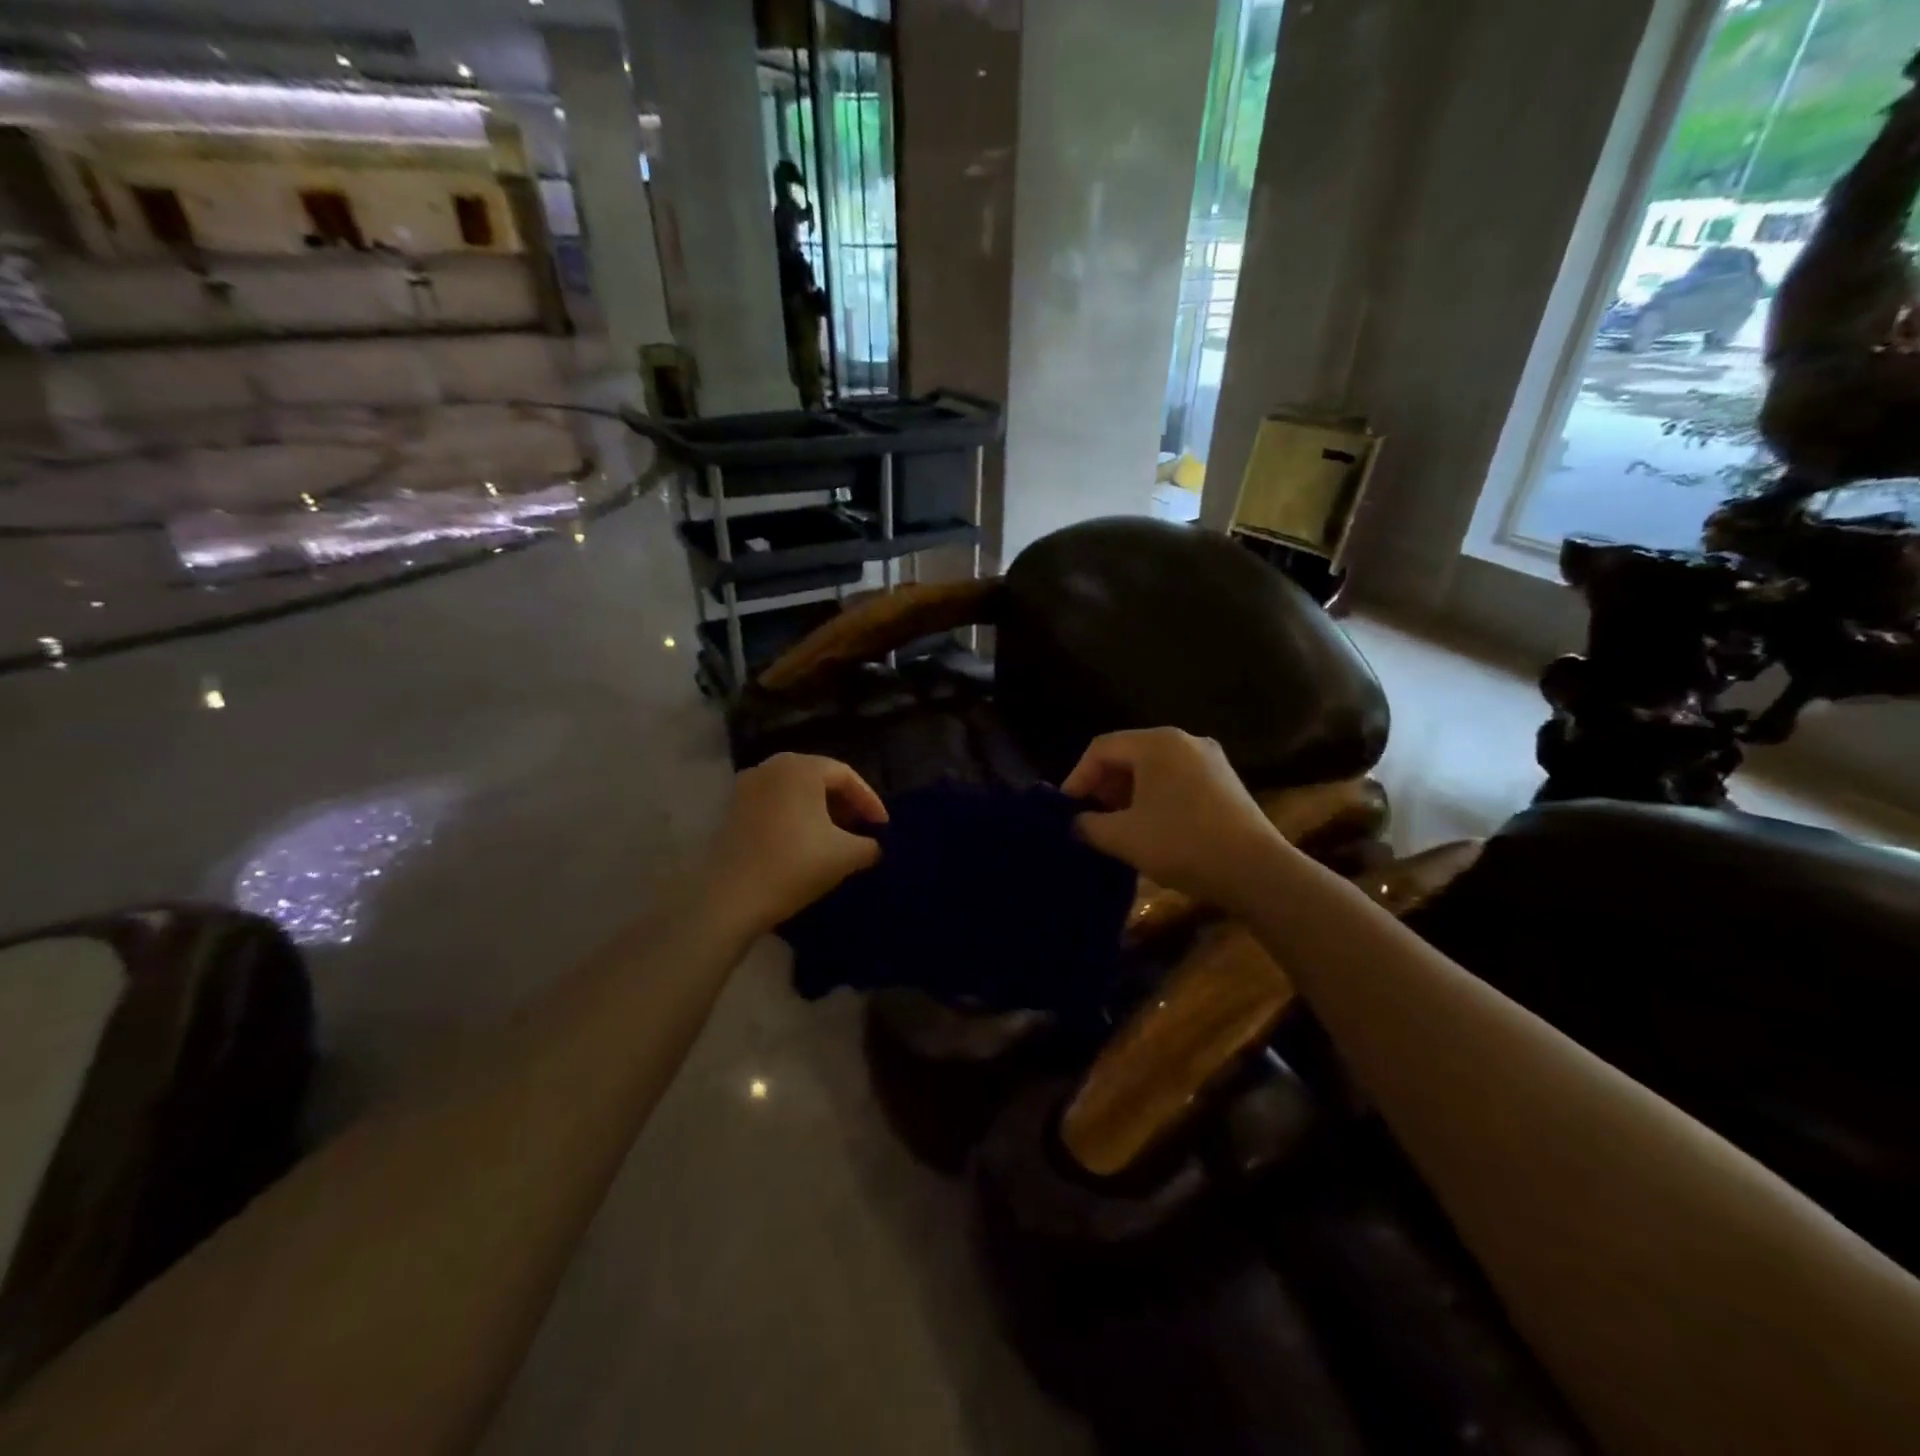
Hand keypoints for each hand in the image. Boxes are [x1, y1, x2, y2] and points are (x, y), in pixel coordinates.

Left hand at [702, 754, 886, 932]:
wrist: (730, 899)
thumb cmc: (794, 865)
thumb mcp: (846, 856)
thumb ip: (870, 845)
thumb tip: (874, 846)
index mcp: (801, 767)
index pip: (846, 776)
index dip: (870, 801)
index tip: (883, 828)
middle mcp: (771, 766)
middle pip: (819, 779)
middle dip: (845, 804)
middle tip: (862, 829)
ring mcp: (746, 786)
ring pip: (795, 792)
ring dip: (819, 811)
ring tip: (836, 837)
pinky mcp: (732, 810)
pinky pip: (775, 804)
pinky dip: (795, 817)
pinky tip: (805, 843)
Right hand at [1062, 729, 1285, 913]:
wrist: (1256, 871)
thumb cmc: (1182, 843)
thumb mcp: (1123, 837)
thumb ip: (1088, 826)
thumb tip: (1075, 824)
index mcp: (1157, 743)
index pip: (1101, 748)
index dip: (1077, 777)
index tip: (1067, 811)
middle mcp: (1185, 740)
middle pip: (1129, 754)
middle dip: (1103, 786)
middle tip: (1090, 818)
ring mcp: (1210, 760)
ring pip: (1154, 769)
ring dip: (1128, 794)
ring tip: (1117, 826)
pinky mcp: (1226, 782)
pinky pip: (1177, 780)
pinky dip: (1155, 798)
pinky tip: (1151, 828)